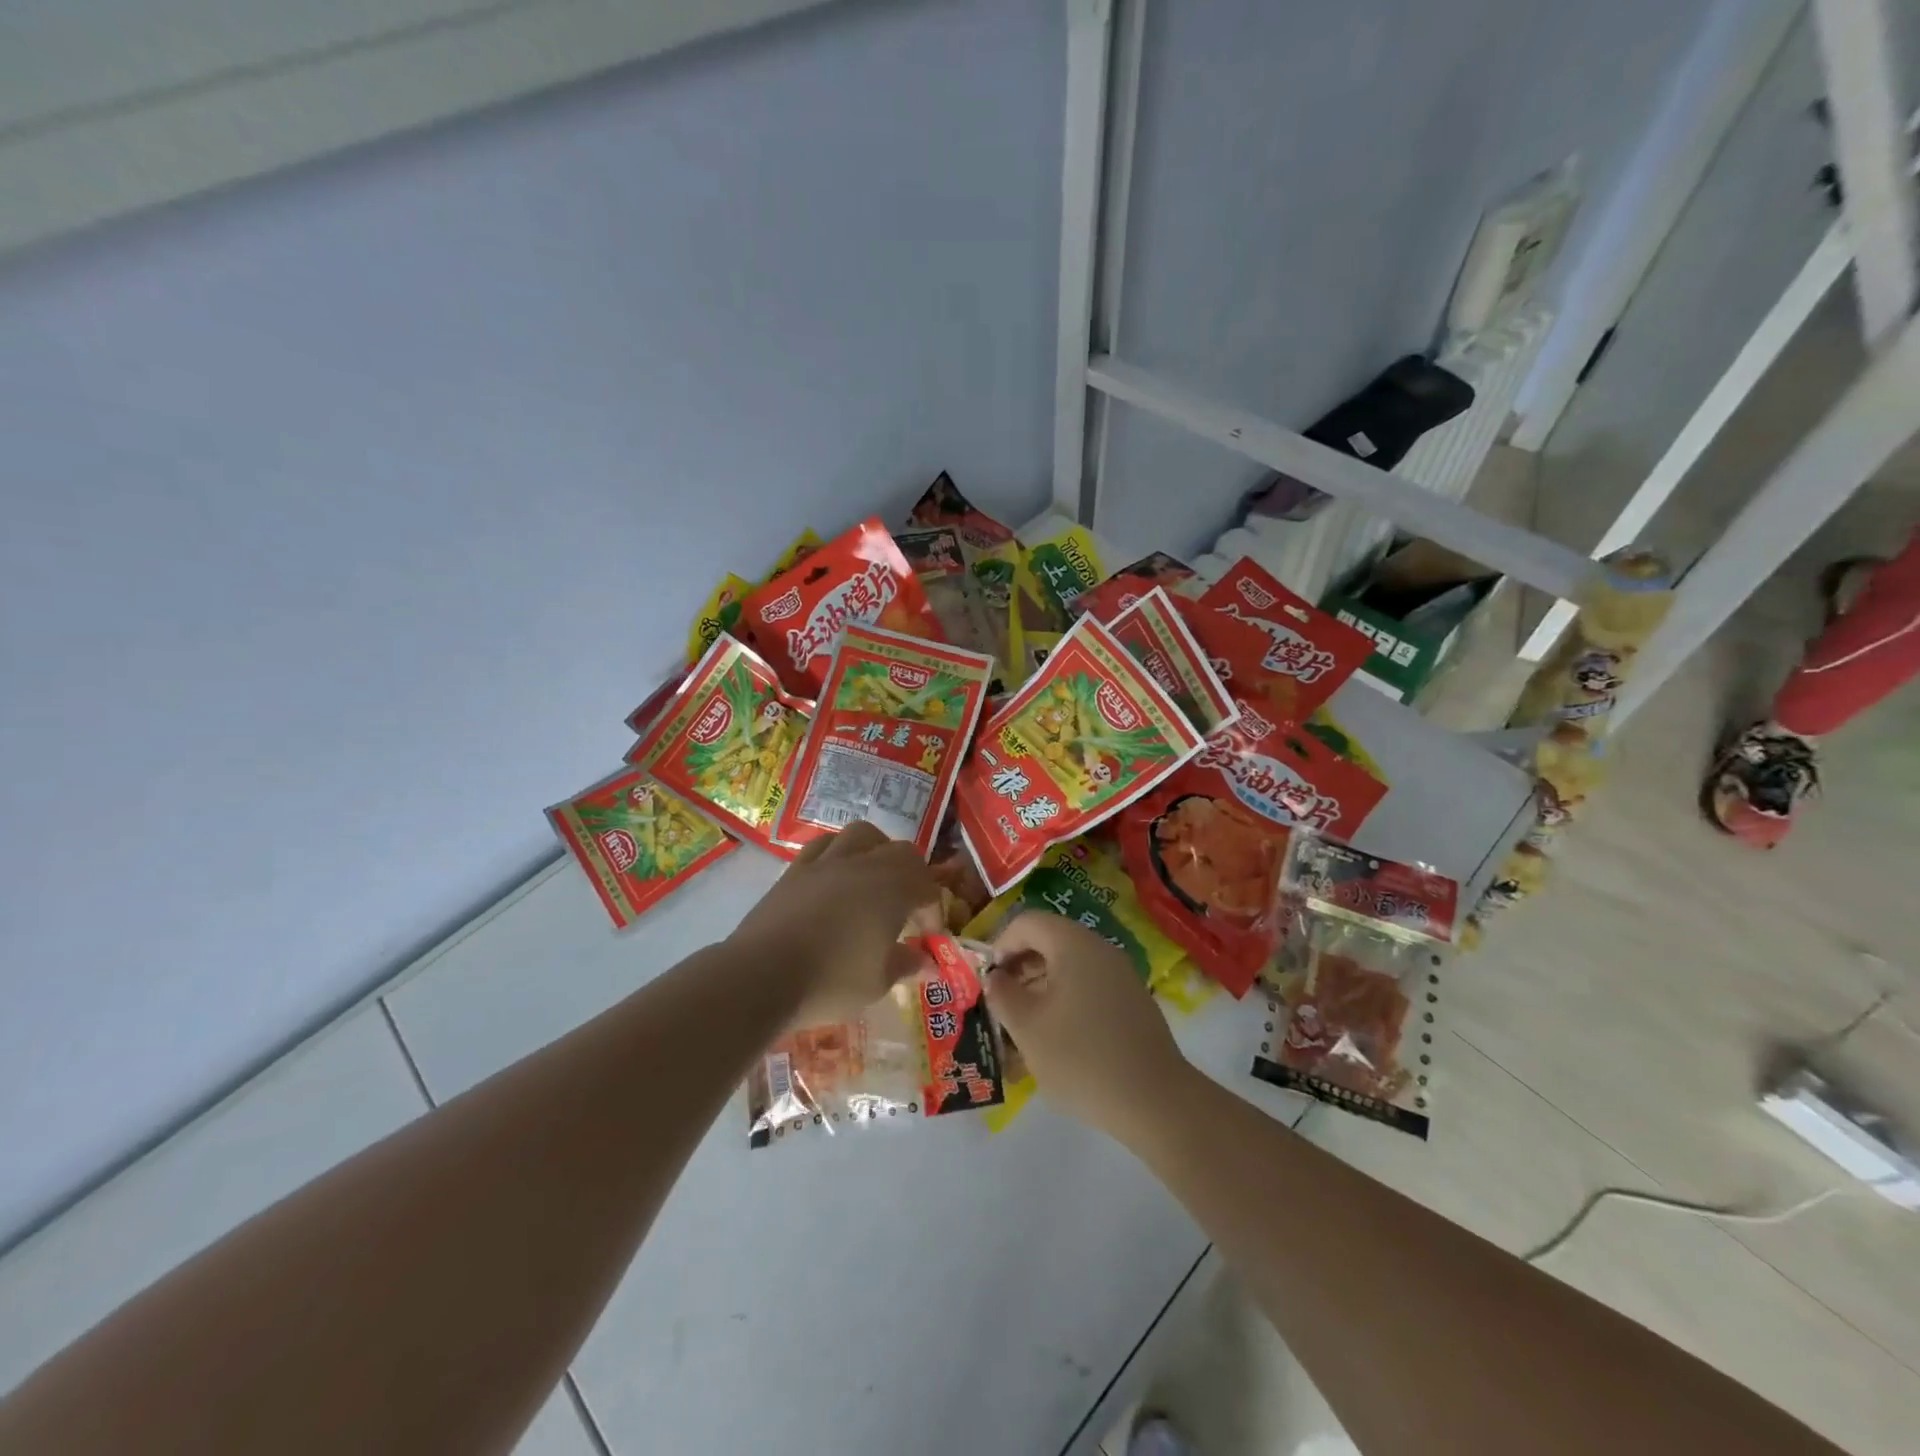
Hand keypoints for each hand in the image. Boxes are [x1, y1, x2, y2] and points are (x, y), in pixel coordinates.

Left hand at [731, 821, 943, 1027]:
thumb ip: (903, 964)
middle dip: (913, 874)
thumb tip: (922, 959)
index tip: (929, 936)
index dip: (933, 909)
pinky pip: (824, 845)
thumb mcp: (877, 983)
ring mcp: (826, 862)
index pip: (927, 886)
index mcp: (893, 889)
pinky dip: (838, 853)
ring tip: (874, 876)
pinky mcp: (795, 870)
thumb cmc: (831, 981)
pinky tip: (835, 876)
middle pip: (900, 851)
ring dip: (877, 850)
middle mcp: (864, 865)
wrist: (762, 975)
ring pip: (862, 835)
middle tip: (908, 904)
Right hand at [984, 911, 1190, 1140]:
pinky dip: (1067, 998)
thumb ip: (1003, 995)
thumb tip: (995, 978)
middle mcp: (1100, 948)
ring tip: (1025, 1022)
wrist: (1155, 1100)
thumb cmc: (1081, 1057)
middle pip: (1050, 940)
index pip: (1027, 922)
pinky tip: (1059, 1036)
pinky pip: (1090, 984)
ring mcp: (1121, 974)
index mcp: (1073, 944)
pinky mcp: (1133, 1000)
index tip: (988, 980)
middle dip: (1020, 965)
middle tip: (1002, 1001)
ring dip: (1041, 984)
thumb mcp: (1027, 1027)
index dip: (1001, 944)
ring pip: (1070, 964)